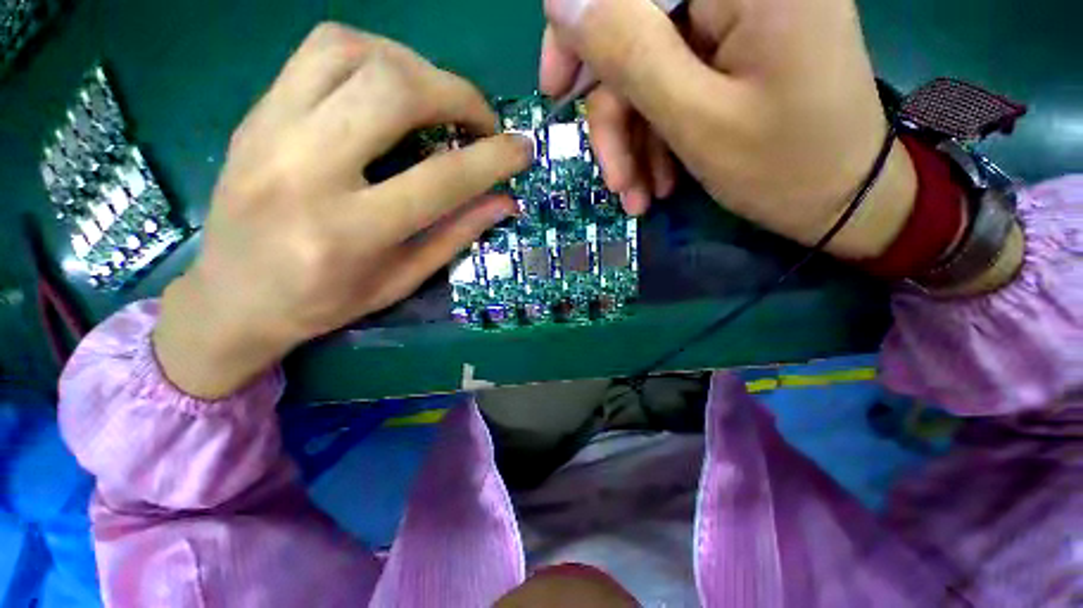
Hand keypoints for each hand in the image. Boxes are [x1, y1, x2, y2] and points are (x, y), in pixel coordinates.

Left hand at [154, 23, 532, 397]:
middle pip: (394, 91)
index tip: (522, 149)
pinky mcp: (256, 113)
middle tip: (481, 121)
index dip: (493, 159)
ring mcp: (270, 131)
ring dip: (415, 66)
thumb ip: (456, 235)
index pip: (441, 179)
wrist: (231, 298)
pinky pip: (318, 52)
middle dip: (458, 95)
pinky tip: (391, 85)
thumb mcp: (401, 280)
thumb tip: (504, 201)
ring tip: (438, 99)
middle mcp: (305, 170)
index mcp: (350, 232)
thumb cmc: (324, 302)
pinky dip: (372, 54)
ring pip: (354, 53)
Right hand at [540, 0, 917, 257]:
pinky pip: (672, 86)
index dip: (582, 29)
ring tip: (637, 194)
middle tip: (611, 174)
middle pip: (635, 28)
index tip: (558, 90)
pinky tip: (658, 181)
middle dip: (613, 110)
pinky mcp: (736, 51)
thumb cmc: (783, 167)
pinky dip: (656, 136)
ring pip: (648, 68)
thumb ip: (628, 51)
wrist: (842, 200)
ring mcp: (739, 19)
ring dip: (633, 139)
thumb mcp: (696, 118)